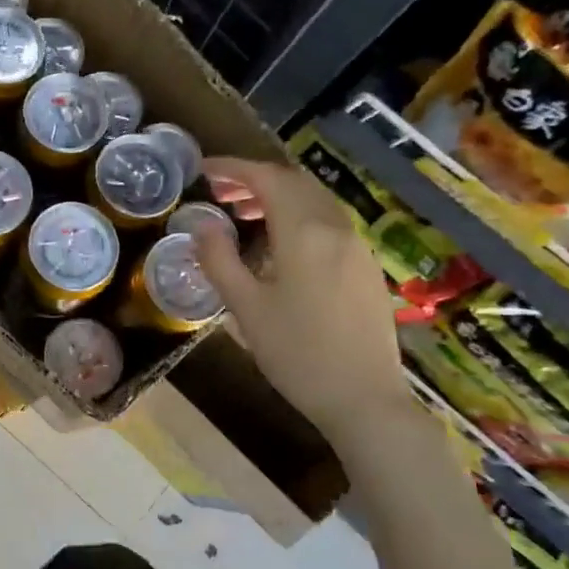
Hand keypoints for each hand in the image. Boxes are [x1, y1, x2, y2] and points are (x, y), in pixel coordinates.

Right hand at [189, 157, 408, 439]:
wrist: (364, 399)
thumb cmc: (297, 353)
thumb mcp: (245, 308)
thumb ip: (219, 260)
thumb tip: (201, 226)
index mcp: (304, 233)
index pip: (267, 179)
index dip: (233, 168)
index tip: (204, 170)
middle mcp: (336, 228)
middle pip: (294, 183)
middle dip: (255, 179)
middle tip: (220, 192)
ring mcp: (357, 247)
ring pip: (315, 201)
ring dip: (278, 196)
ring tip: (243, 214)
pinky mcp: (366, 267)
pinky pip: (329, 222)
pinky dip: (298, 216)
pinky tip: (279, 244)